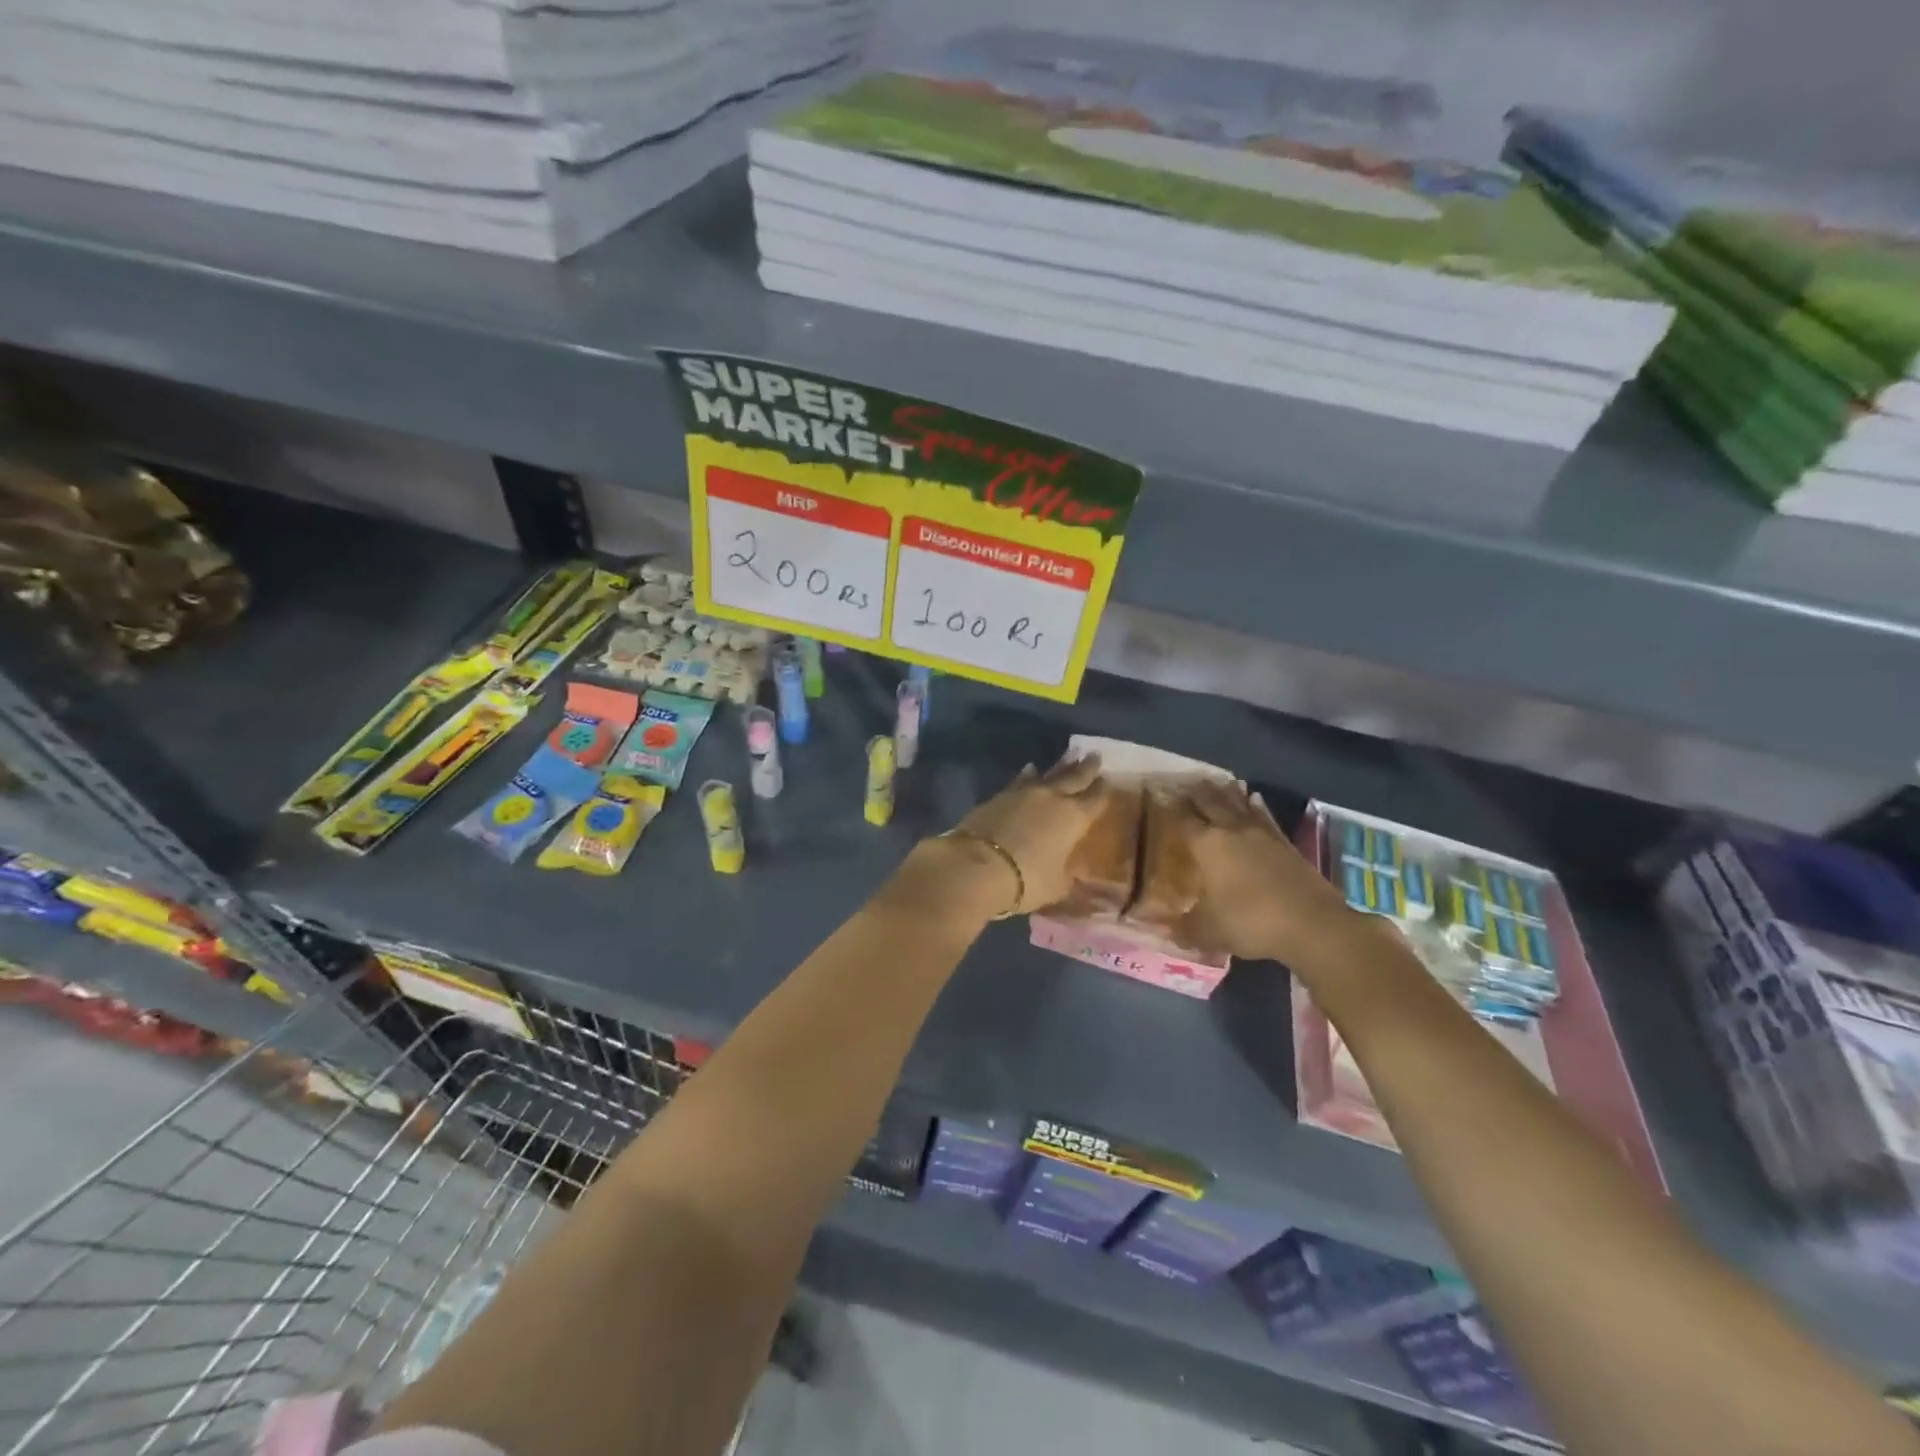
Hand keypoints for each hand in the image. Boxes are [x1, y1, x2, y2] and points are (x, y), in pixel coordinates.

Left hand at [902, 755, 1109, 920]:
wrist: (977, 866)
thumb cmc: (1027, 880)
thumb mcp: (1057, 887)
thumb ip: (1069, 878)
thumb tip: (1075, 876)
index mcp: (1074, 818)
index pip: (1095, 799)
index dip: (1103, 791)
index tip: (1108, 780)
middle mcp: (1052, 798)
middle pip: (1074, 778)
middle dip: (1086, 768)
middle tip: (1095, 755)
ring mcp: (1023, 793)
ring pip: (1047, 774)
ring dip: (1059, 766)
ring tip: (1068, 757)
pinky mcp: (999, 796)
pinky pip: (1020, 781)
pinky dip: (1028, 775)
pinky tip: (1029, 770)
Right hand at [1175, 780, 1355, 963]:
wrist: (1312, 925)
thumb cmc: (1250, 922)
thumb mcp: (1209, 931)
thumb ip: (1183, 928)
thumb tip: (1160, 929)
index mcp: (1207, 845)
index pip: (1183, 820)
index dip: (1171, 808)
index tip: (1161, 796)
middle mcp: (1232, 831)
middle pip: (1211, 803)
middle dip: (1196, 793)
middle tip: (1185, 783)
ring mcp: (1262, 835)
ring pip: (1239, 805)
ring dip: (1226, 793)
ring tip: (1216, 782)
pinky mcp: (1286, 844)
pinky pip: (1265, 817)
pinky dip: (1256, 806)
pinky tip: (1254, 799)